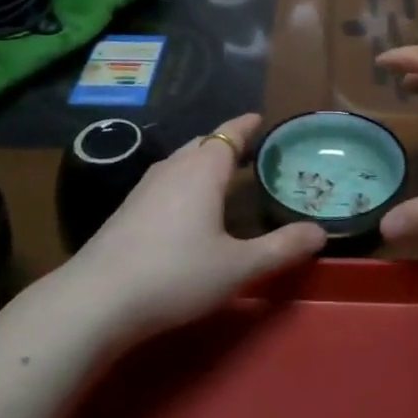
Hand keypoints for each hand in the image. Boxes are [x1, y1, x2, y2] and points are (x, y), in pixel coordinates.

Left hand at [65, 113, 325, 343]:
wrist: (97, 299)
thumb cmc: (176, 274)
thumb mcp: (238, 266)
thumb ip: (281, 248)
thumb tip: (320, 232)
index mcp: (203, 170)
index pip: (229, 133)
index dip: (246, 125)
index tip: (261, 118)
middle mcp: (173, 167)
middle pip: (204, 142)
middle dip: (227, 142)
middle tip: (250, 151)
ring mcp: (145, 186)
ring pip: (181, 160)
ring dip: (203, 160)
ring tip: (222, 174)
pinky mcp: (128, 208)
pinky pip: (166, 179)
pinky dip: (185, 179)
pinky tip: (186, 206)